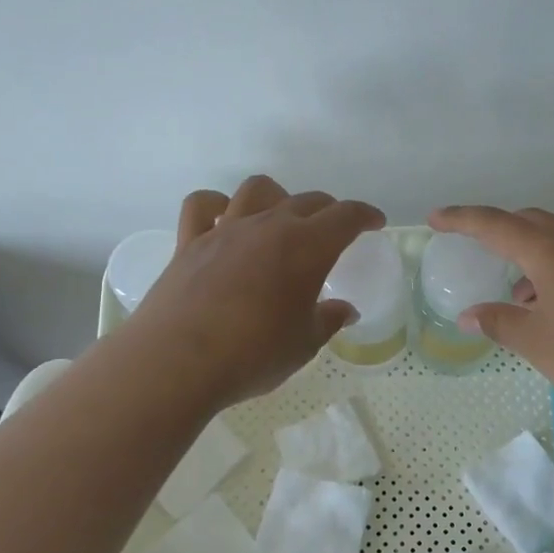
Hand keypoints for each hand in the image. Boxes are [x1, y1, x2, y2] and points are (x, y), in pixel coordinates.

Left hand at [131, 176, 385, 408]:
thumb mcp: (303, 344)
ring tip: (281, 218)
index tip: (375, 222)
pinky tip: (224, 218)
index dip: (365, 215)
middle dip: (328, 210)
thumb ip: (328, 320)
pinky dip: (218, 205)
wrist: (178, 362)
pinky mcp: (190, 242)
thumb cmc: (253, 355)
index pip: (346, 216)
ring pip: (257, 190)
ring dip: (278, 197)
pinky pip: (203, 205)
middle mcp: (268, 226)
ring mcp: (226, 229)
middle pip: (306, 201)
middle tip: (335, 230)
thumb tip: (345, 310)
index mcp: (306, 247)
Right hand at [428, 205, 553, 424]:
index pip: (496, 225)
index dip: (462, 220)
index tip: (435, 219)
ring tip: (514, 295)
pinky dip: (551, 273)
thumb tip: (470, 315)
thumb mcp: (537, 343)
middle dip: (498, 229)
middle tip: (473, 245)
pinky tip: (549, 309)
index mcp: (551, 253)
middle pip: (530, 222)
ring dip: (528, 256)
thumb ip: (500, 323)